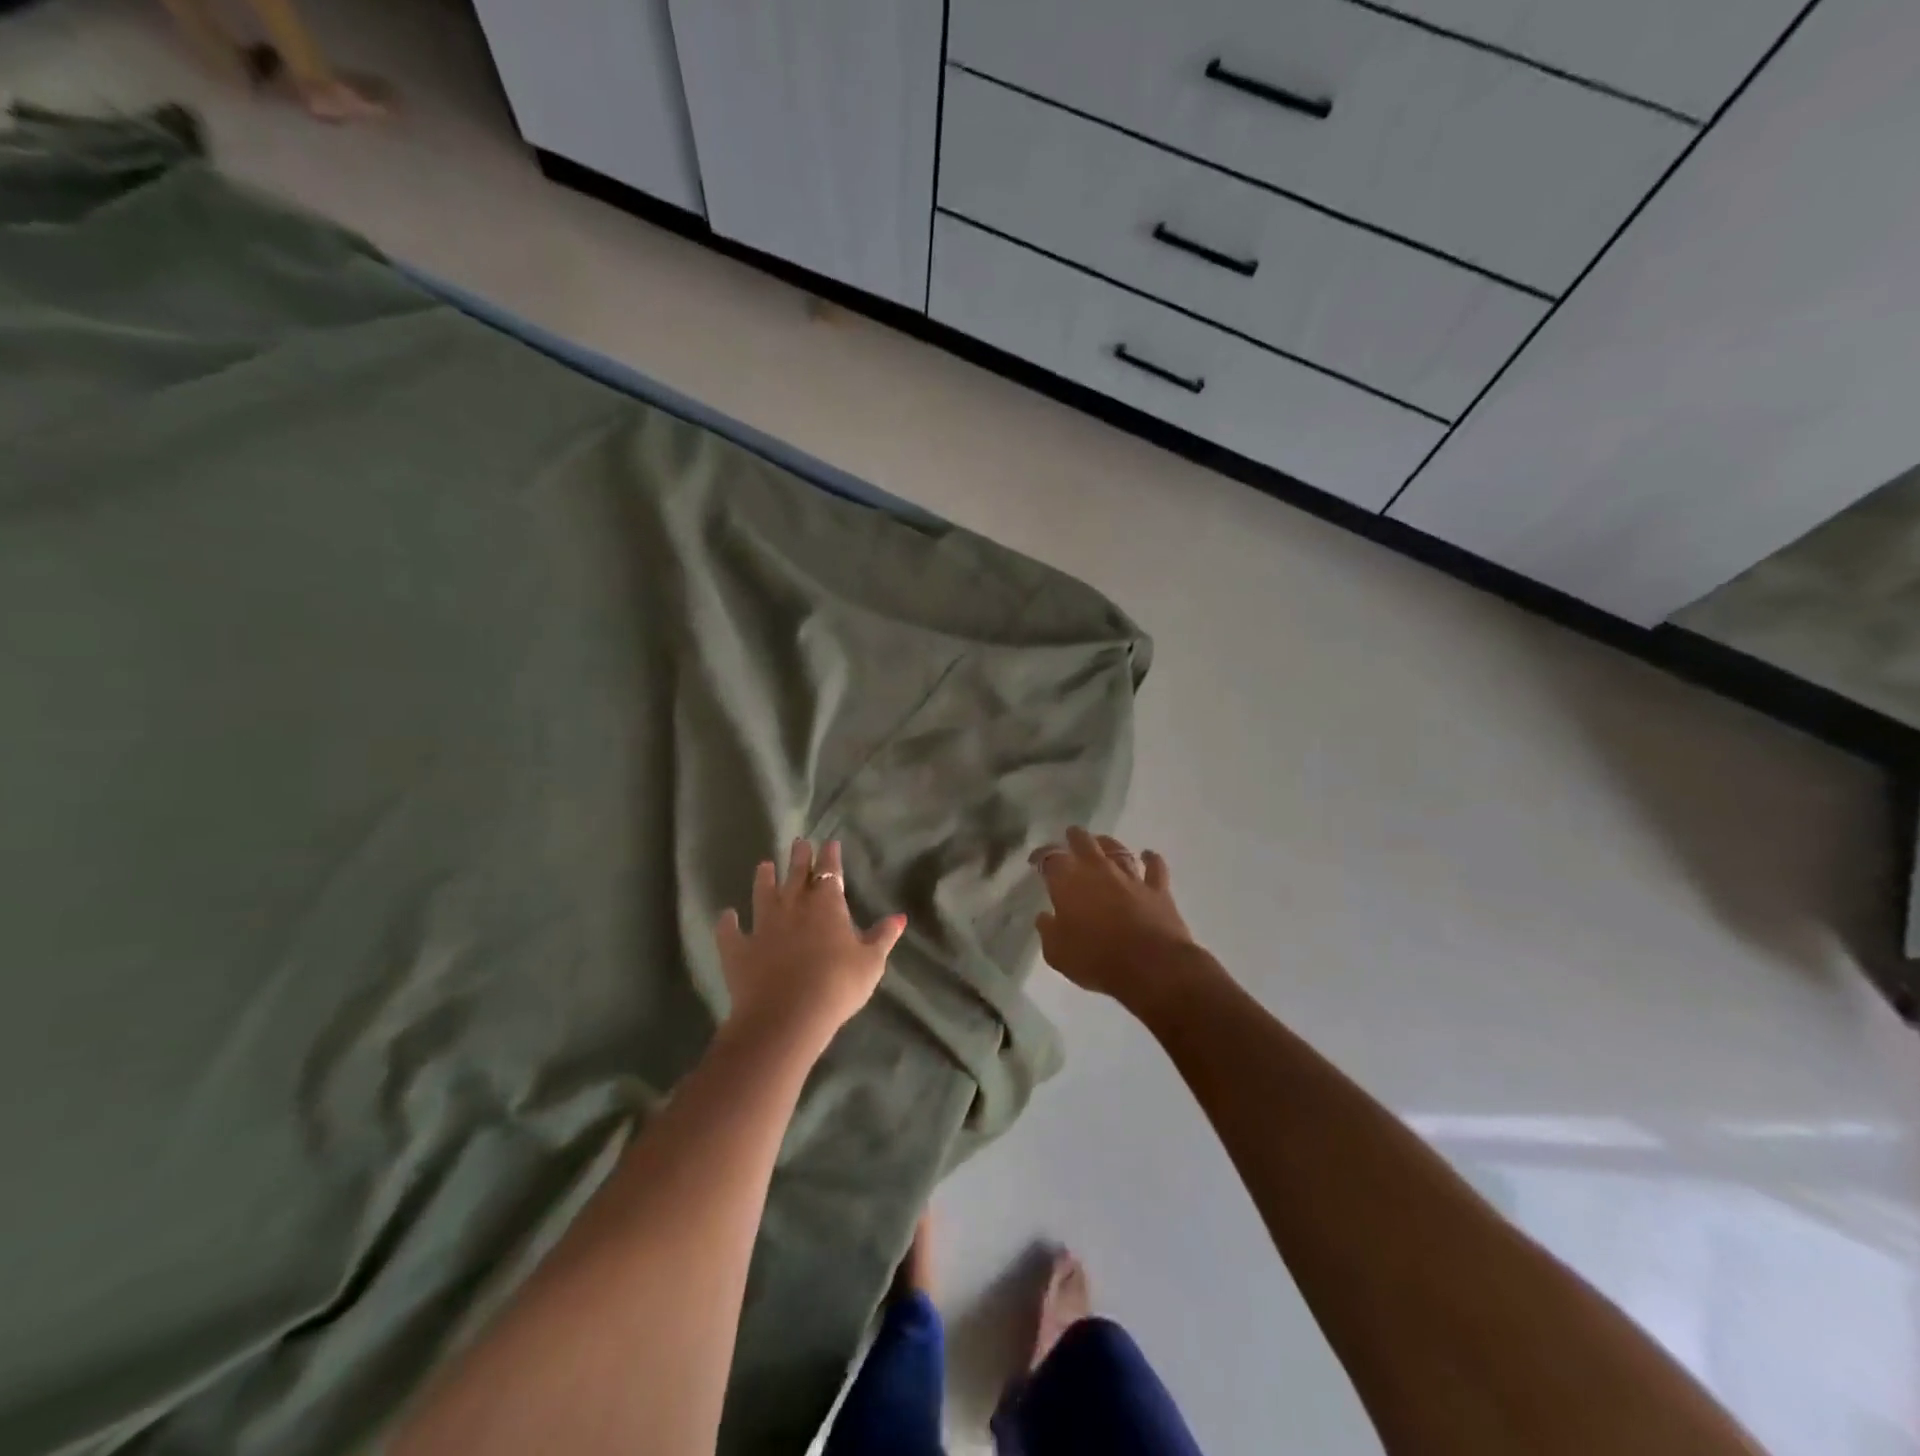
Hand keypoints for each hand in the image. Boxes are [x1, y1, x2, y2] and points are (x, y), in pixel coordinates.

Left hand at [715, 838, 906, 1051]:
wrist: (788, 1015)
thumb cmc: (838, 985)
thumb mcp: (871, 962)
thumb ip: (882, 937)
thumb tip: (899, 917)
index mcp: (827, 905)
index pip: (830, 872)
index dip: (830, 856)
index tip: (829, 842)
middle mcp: (793, 906)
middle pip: (796, 874)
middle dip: (799, 857)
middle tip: (798, 842)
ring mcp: (763, 926)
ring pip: (763, 894)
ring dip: (764, 879)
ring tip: (764, 865)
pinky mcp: (738, 949)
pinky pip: (730, 931)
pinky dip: (728, 922)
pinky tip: (727, 916)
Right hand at [1031, 828, 1197, 1009]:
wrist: (1151, 966)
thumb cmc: (1096, 959)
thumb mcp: (1057, 953)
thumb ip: (1048, 931)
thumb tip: (1044, 917)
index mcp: (1068, 882)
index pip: (1050, 858)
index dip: (1041, 856)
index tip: (1035, 860)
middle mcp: (1098, 870)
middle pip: (1084, 842)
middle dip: (1075, 837)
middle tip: (1070, 836)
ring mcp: (1130, 876)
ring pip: (1117, 849)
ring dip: (1108, 843)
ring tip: (1102, 841)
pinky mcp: (1157, 889)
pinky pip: (1155, 867)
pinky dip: (1151, 859)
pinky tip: (1148, 854)